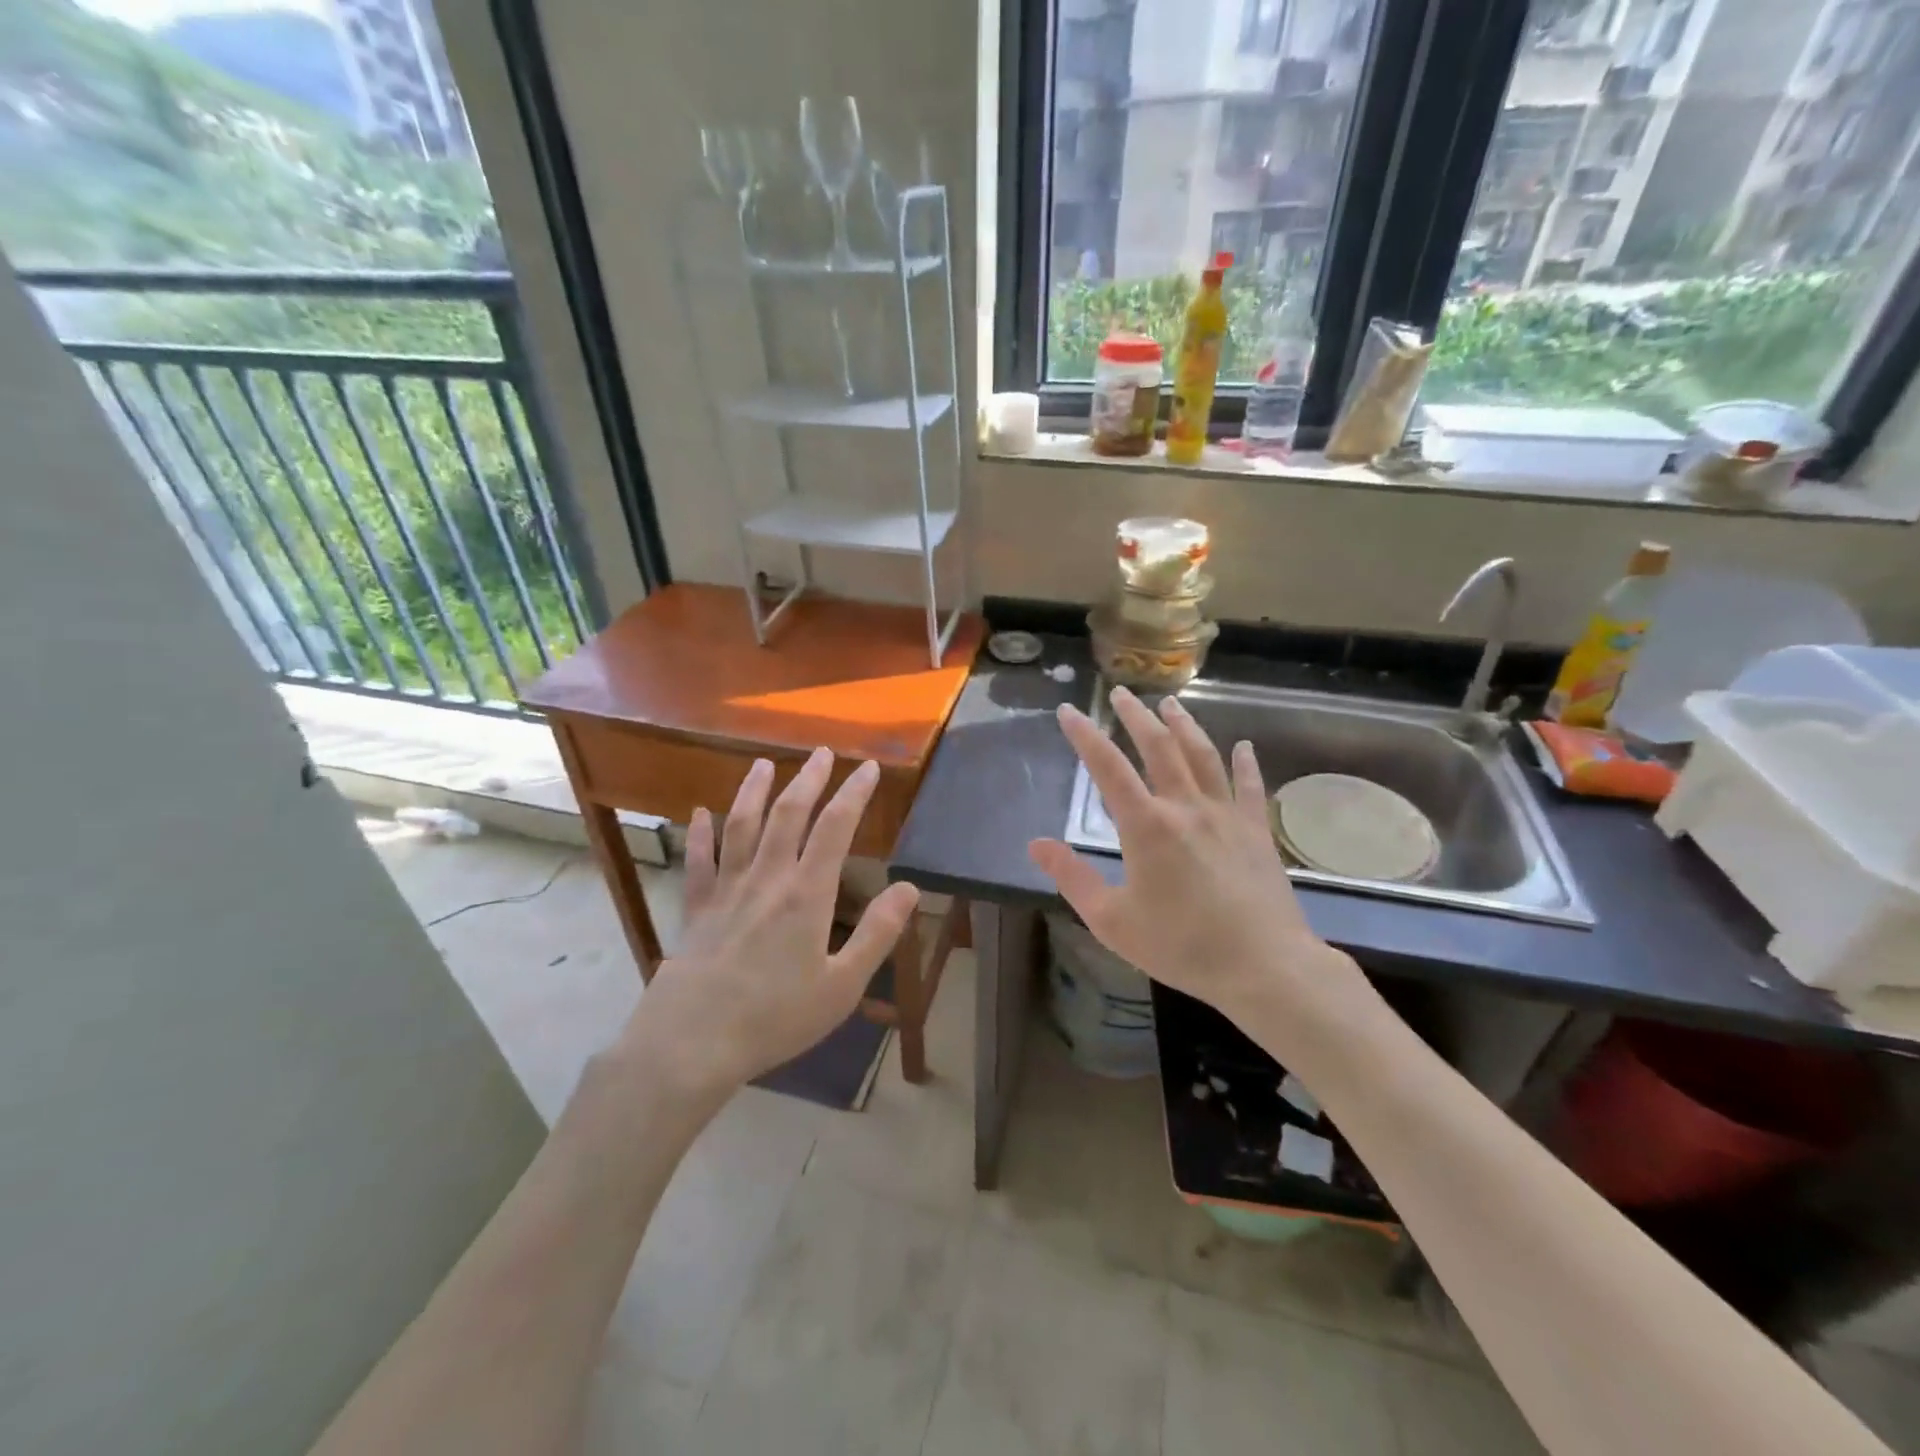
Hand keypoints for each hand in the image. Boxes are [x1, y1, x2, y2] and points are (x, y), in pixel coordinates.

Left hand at [619, 748, 919, 1095]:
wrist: (692, 1042)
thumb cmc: (775, 1017)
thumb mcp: (842, 984)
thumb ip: (878, 934)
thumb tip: (911, 888)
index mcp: (807, 894)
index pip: (835, 828)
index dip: (854, 793)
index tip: (868, 767)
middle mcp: (767, 878)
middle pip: (789, 815)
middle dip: (809, 779)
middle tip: (822, 752)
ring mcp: (727, 890)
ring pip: (742, 826)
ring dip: (755, 791)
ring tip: (765, 764)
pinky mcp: (697, 908)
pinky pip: (699, 862)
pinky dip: (699, 834)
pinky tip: (700, 813)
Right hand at [1028, 687, 1360, 1029]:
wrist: (1264, 968)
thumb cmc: (1181, 947)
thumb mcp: (1112, 921)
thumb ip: (1073, 878)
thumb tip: (1036, 844)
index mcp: (1147, 826)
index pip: (1108, 767)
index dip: (1084, 736)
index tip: (1068, 711)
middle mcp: (1186, 807)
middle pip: (1159, 747)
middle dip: (1136, 716)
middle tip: (1121, 692)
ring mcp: (1226, 815)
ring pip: (1203, 756)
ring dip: (1184, 726)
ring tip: (1170, 704)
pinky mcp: (1256, 831)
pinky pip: (1250, 787)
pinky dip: (1245, 763)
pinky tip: (1243, 746)